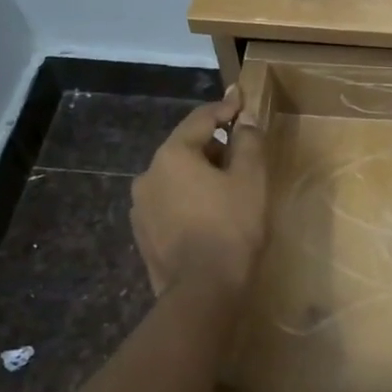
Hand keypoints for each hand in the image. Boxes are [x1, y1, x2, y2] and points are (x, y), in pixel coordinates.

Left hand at [130, 89, 268, 299]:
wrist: (203, 291)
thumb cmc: (232, 227)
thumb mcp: (251, 179)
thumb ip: (248, 142)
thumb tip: (245, 120)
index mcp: (172, 155)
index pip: (201, 119)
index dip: (225, 108)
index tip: (242, 100)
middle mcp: (148, 174)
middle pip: (186, 148)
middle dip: (214, 146)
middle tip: (243, 153)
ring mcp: (141, 206)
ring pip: (176, 177)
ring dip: (200, 175)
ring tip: (228, 189)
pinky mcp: (142, 233)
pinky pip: (169, 203)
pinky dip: (188, 199)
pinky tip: (209, 216)